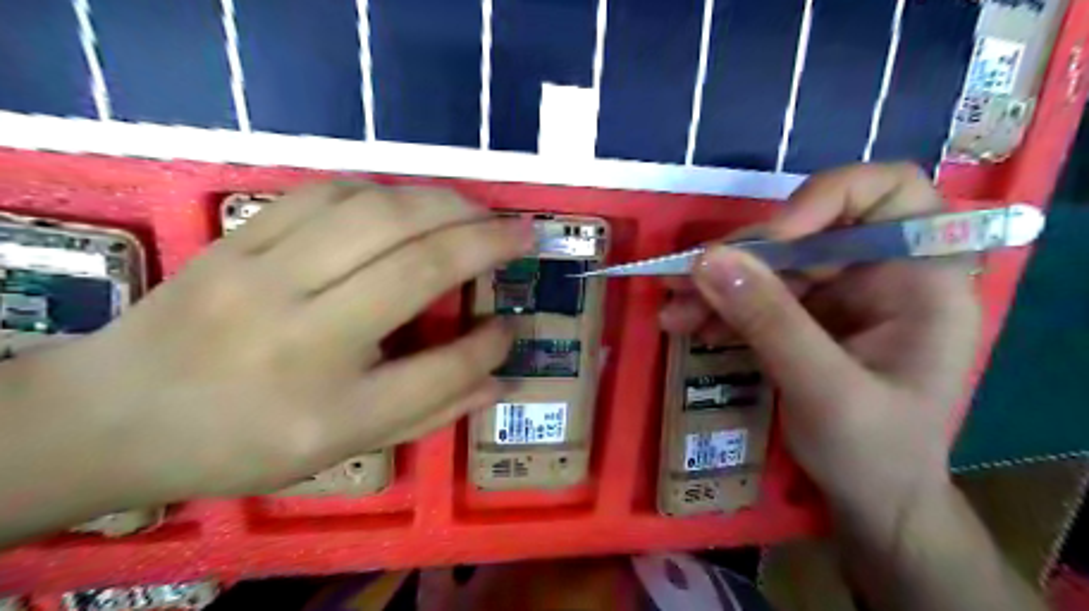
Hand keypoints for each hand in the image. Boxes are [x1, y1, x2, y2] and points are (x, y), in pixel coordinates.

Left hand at [13, 182, 530, 505]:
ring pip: (377, 215)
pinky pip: (327, 193)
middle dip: (484, 241)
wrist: (116, 412)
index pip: (440, 370)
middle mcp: (300, 333)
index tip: (511, 326)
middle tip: (522, 232)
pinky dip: (384, 190)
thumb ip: (429, 410)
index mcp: (326, 409)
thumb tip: (498, 376)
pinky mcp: (239, 237)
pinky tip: (408, 202)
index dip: (488, 347)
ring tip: (477, 210)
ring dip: (443, 204)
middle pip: (417, 266)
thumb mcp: (342, 447)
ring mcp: (262, 274)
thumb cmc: (242, 441)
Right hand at [660, 164, 983, 532]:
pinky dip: (721, 306)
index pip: (887, 192)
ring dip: (719, 283)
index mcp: (921, 278)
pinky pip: (758, 294)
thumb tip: (707, 260)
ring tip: (673, 310)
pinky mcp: (807, 316)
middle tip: (683, 280)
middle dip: (743, 256)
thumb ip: (770, 321)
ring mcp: (841, 294)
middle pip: (807, 230)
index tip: (773, 237)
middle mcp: (882, 273)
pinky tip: (689, 324)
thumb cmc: (874, 452)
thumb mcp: (824, 390)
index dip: (825, 197)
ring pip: (772, 263)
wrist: (872, 501)